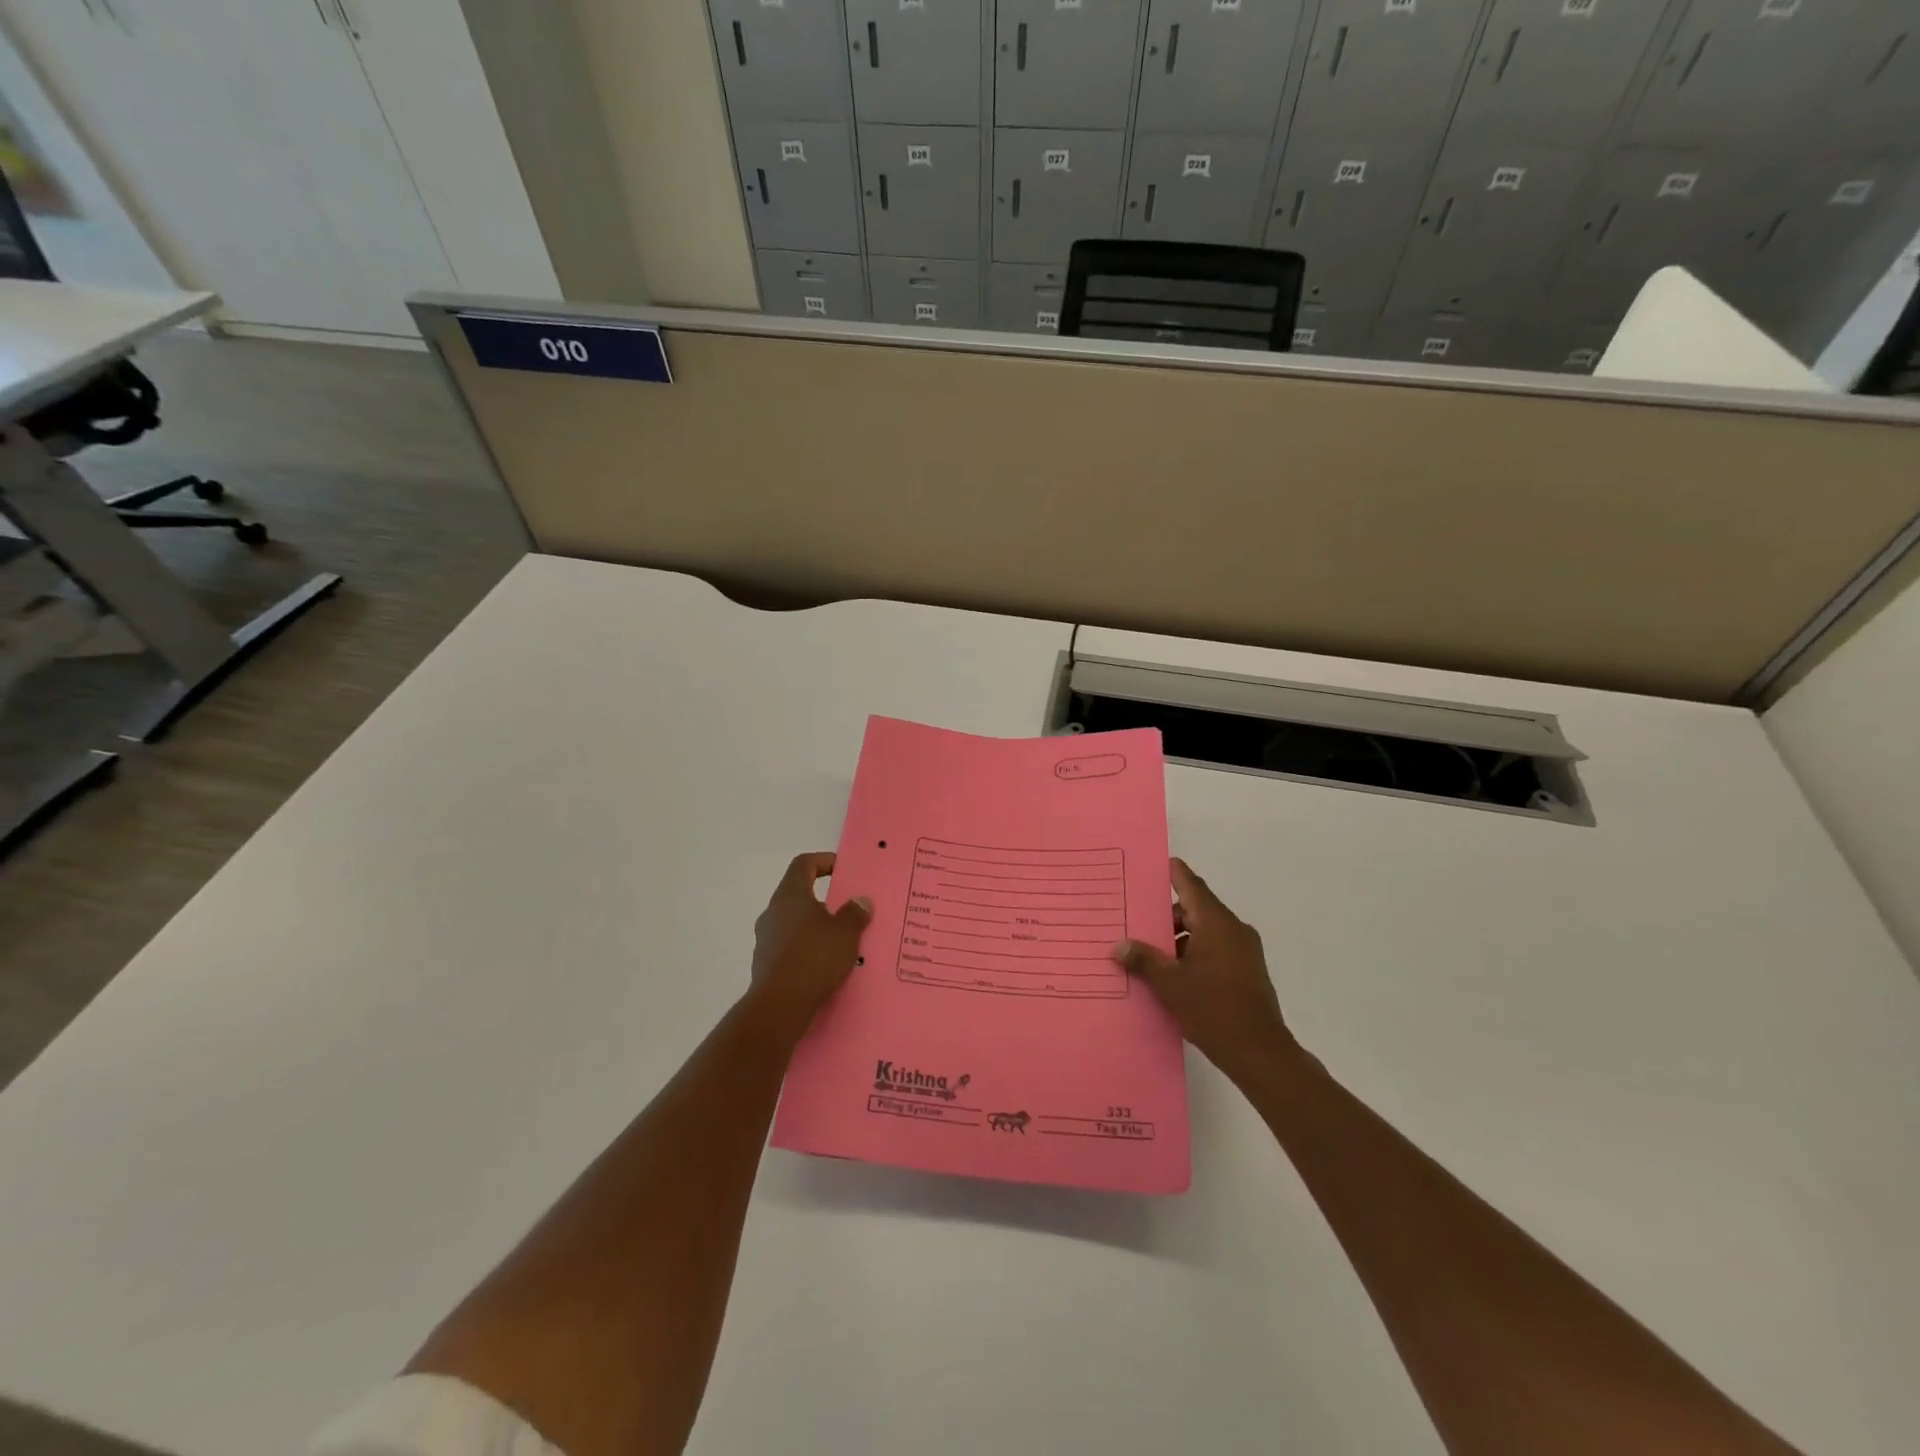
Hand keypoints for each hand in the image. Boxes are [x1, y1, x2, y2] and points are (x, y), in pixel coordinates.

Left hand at [747, 852, 871, 1043]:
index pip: (803, 864)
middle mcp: (773, 912)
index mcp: (790, 896)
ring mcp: (765, 940)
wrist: (779, 1006)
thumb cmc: (814, 958)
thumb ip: (854, 914)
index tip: (844, 871)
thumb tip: (860, 900)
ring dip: (816, 928)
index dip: (824, 861)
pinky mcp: (765, 965)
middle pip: (799, 895)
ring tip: (841, 942)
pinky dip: (807, 950)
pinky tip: (826, 966)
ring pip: (794, 924)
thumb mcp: (845, 933)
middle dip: (824, 900)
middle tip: (848, 910)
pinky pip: (790, 948)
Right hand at [1113, 859, 1297, 1086]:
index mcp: (1216, 923)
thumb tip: (1119, 946)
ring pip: (1206, 931)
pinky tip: (1174, 975)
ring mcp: (1244, 950)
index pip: (1191, 885)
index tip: (1157, 864)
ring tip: (1151, 956)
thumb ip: (1144, 959)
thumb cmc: (1213, 1009)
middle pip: (1196, 909)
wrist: (1260, 1052)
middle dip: (1167, 916)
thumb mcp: (1169, 984)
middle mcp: (1233, 929)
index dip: (1173, 873)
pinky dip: (1195, 952)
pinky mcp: (1248, 971)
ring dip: (1180, 938)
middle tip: (1138, 924)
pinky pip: (1216, 949)